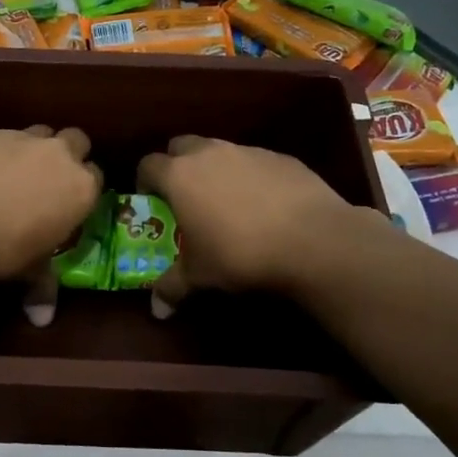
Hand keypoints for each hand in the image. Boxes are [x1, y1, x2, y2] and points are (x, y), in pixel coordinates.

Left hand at [0, 125, 101, 284]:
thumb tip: (41, 320)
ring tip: (6, 177)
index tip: (68, 206)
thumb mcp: (26, 271)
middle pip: (76, 140)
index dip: (83, 191)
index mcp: (79, 188)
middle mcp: (56, 154)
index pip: (97, 178)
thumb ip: (41, 287)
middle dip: (66, 155)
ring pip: (36, 133)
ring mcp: (17, 136)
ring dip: (29, 150)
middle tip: (45, 182)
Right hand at [135, 135, 364, 313]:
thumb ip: (173, 287)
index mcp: (180, 176)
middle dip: (178, 165)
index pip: (148, 165)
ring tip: (227, 203)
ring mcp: (248, 151)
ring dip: (215, 170)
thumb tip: (157, 311)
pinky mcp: (281, 157)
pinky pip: (255, 162)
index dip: (144, 182)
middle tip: (185, 196)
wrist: (313, 239)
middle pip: (181, 146)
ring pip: (220, 151)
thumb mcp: (200, 276)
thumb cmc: (240, 254)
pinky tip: (265, 206)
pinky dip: (251, 177)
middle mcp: (210, 153)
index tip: (150, 201)